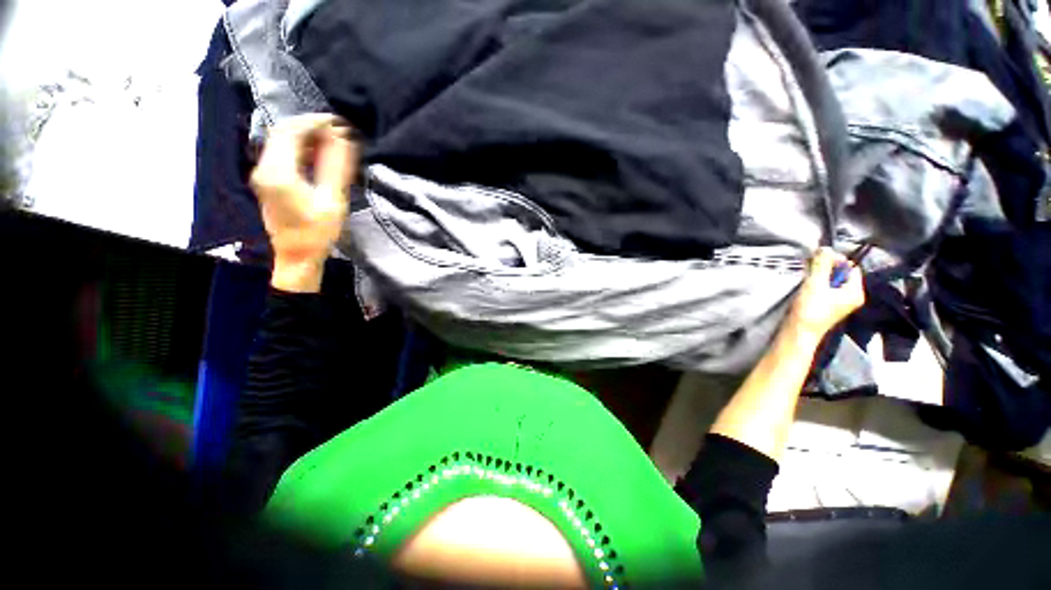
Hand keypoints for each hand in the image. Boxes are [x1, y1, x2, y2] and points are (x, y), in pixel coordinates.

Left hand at [250, 114, 357, 291]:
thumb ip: (335, 167)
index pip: (291, 132)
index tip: (337, 121)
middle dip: (309, 125)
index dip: (314, 122)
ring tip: (329, 137)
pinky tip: (315, 151)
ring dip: (303, 134)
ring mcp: (262, 174)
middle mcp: (263, 168)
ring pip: (279, 141)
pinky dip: (298, 146)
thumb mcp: (332, 200)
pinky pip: (280, 153)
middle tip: (336, 127)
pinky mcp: (267, 180)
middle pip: (281, 132)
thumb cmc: (317, 232)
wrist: (297, 256)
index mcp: (278, 172)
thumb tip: (343, 137)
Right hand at [786, 247, 865, 337]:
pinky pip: (824, 288)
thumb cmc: (810, 310)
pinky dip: (815, 283)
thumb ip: (821, 265)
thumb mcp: (816, 285)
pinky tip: (805, 284)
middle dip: (826, 267)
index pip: (851, 267)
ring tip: (807, 275)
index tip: (819, 257)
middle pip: (841, 274)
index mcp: (855, 292)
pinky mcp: (826, 305)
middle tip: (811, 266)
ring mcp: (838, 302)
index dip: (836, 260)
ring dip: (819, 275)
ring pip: (831, 281)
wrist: (798, 332)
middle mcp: (850, 296)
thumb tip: (825, 247)